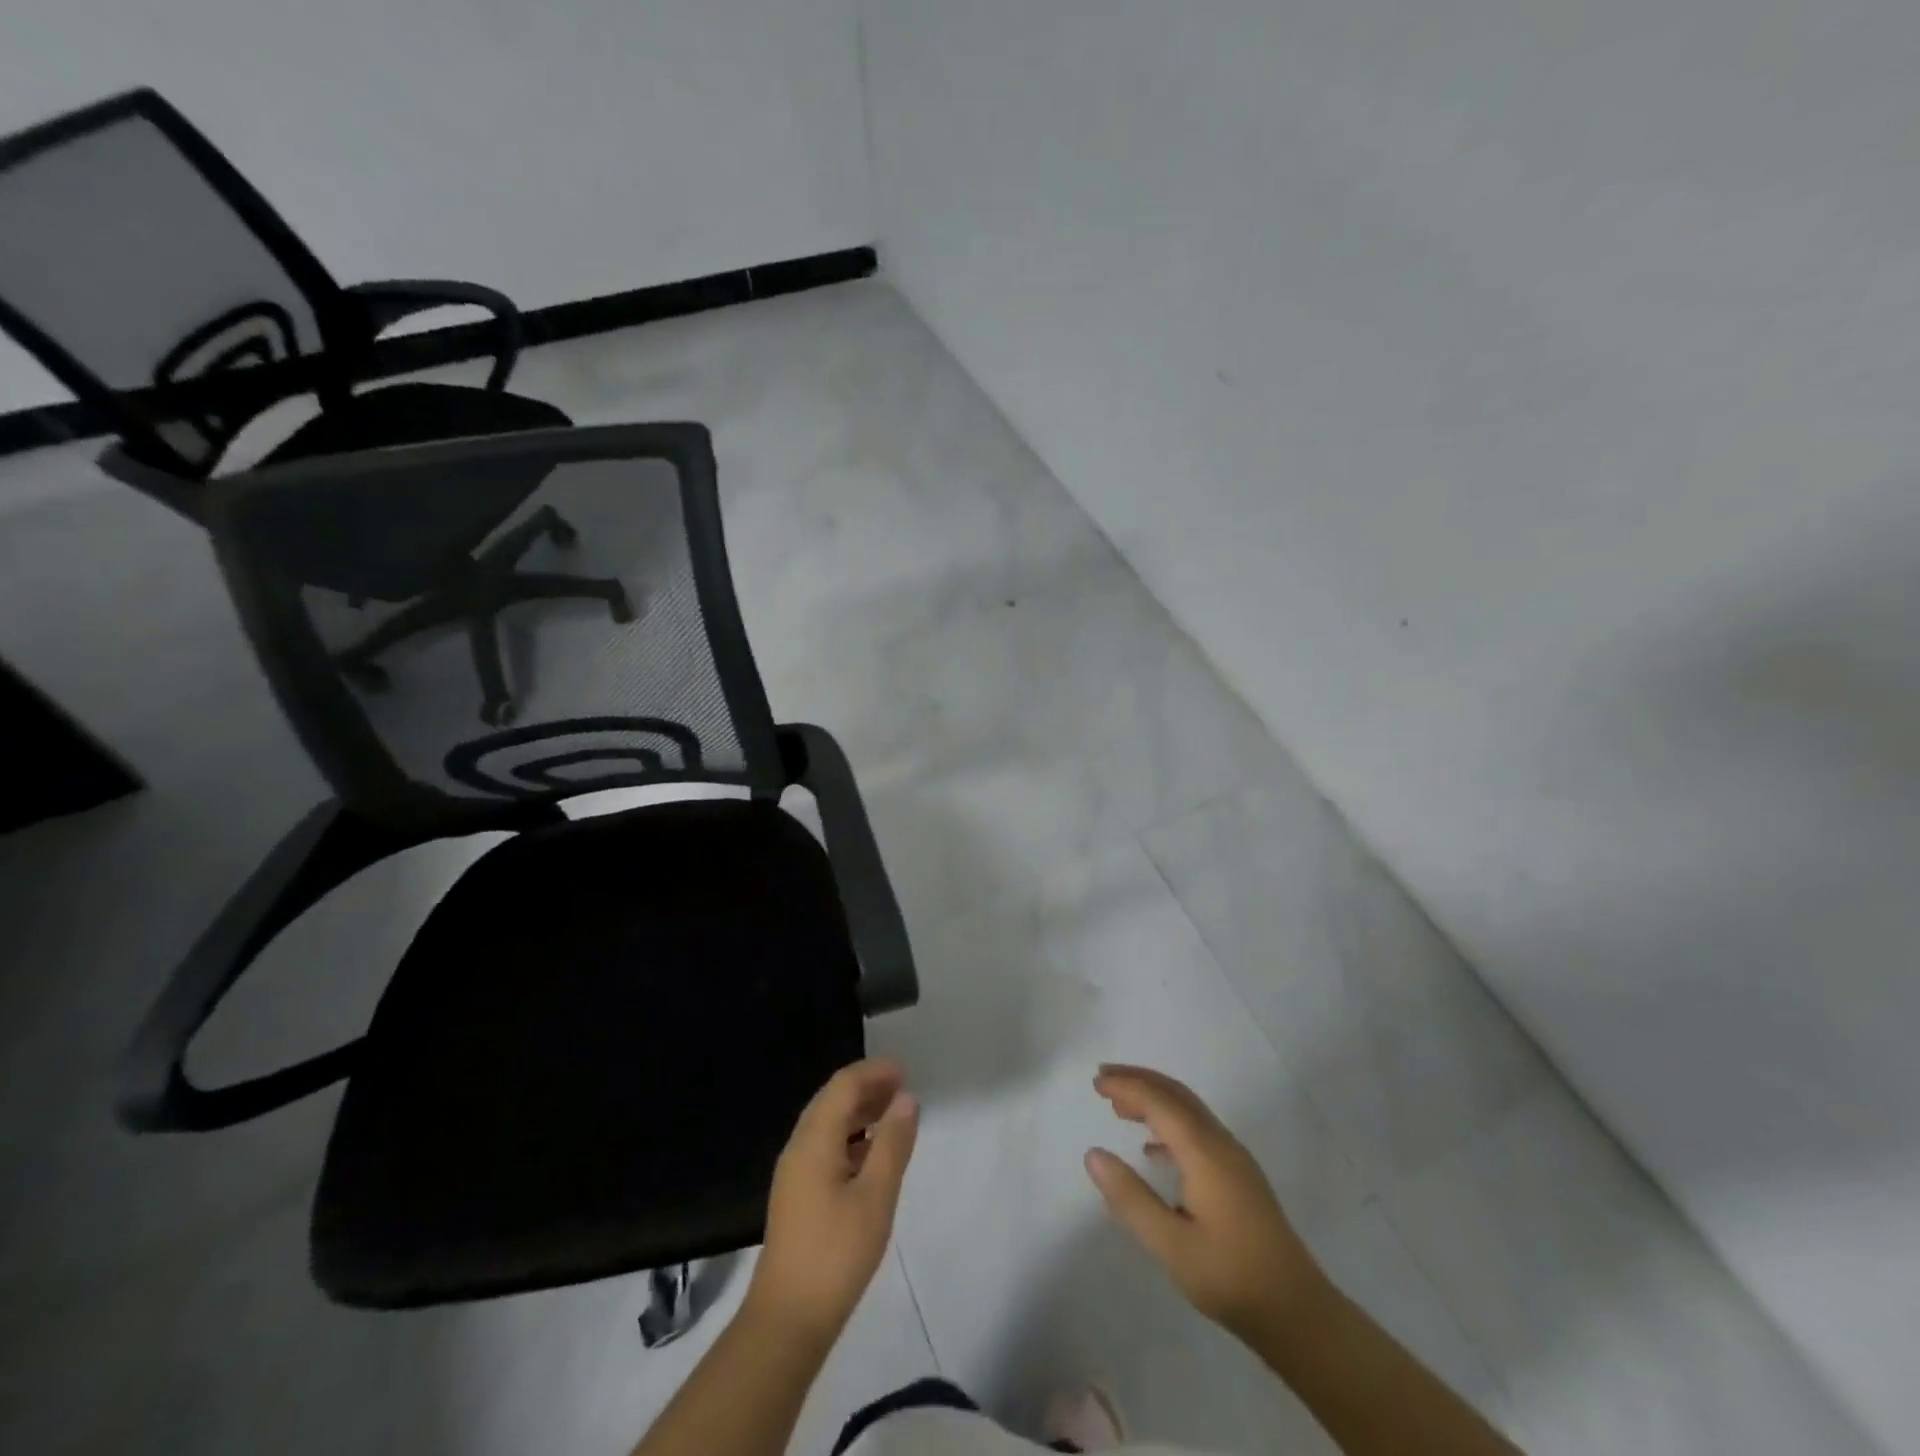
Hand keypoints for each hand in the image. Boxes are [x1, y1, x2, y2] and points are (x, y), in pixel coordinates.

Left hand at [747, 1058, 919, 1344]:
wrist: (787, 1321)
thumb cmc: (836, 1253)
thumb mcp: (875, 1196)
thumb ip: (892, 1143)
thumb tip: (906, 1099)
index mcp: (814, 1140)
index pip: (843, 1085)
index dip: (874, 1073)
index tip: (905, 1071)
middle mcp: (799, 1147)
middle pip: (832, 1100)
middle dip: (867, 1088)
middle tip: (903, 1089)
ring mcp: (794, 1173)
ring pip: (827, 1124)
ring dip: (859, 1112)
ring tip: (894, 1116)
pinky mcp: (797, 1195)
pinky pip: (825, 1147)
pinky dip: (851, 1137)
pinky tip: (872, 1155)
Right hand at [1085, 1064, 1327, 1343]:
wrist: (1298, 1313)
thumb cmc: (1229, 1277)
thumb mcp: (1170, 1245)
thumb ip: (1130, 1197)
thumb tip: (1093, 1154)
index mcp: (1204, 1151)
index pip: (1159, 1101)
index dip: (1126, 1086)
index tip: (1096, 1082)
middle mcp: (1221, 1143)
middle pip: (1176, 1095)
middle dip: (1140, 1080)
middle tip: (1104, 1078)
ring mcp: (1234, 1159)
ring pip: (1189, 1110)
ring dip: (1154, 1100)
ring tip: (1120, 1107)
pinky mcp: (1239, 1177)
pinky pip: (1198, 1130)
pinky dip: (1169, 1123)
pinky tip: (1153, 1150)